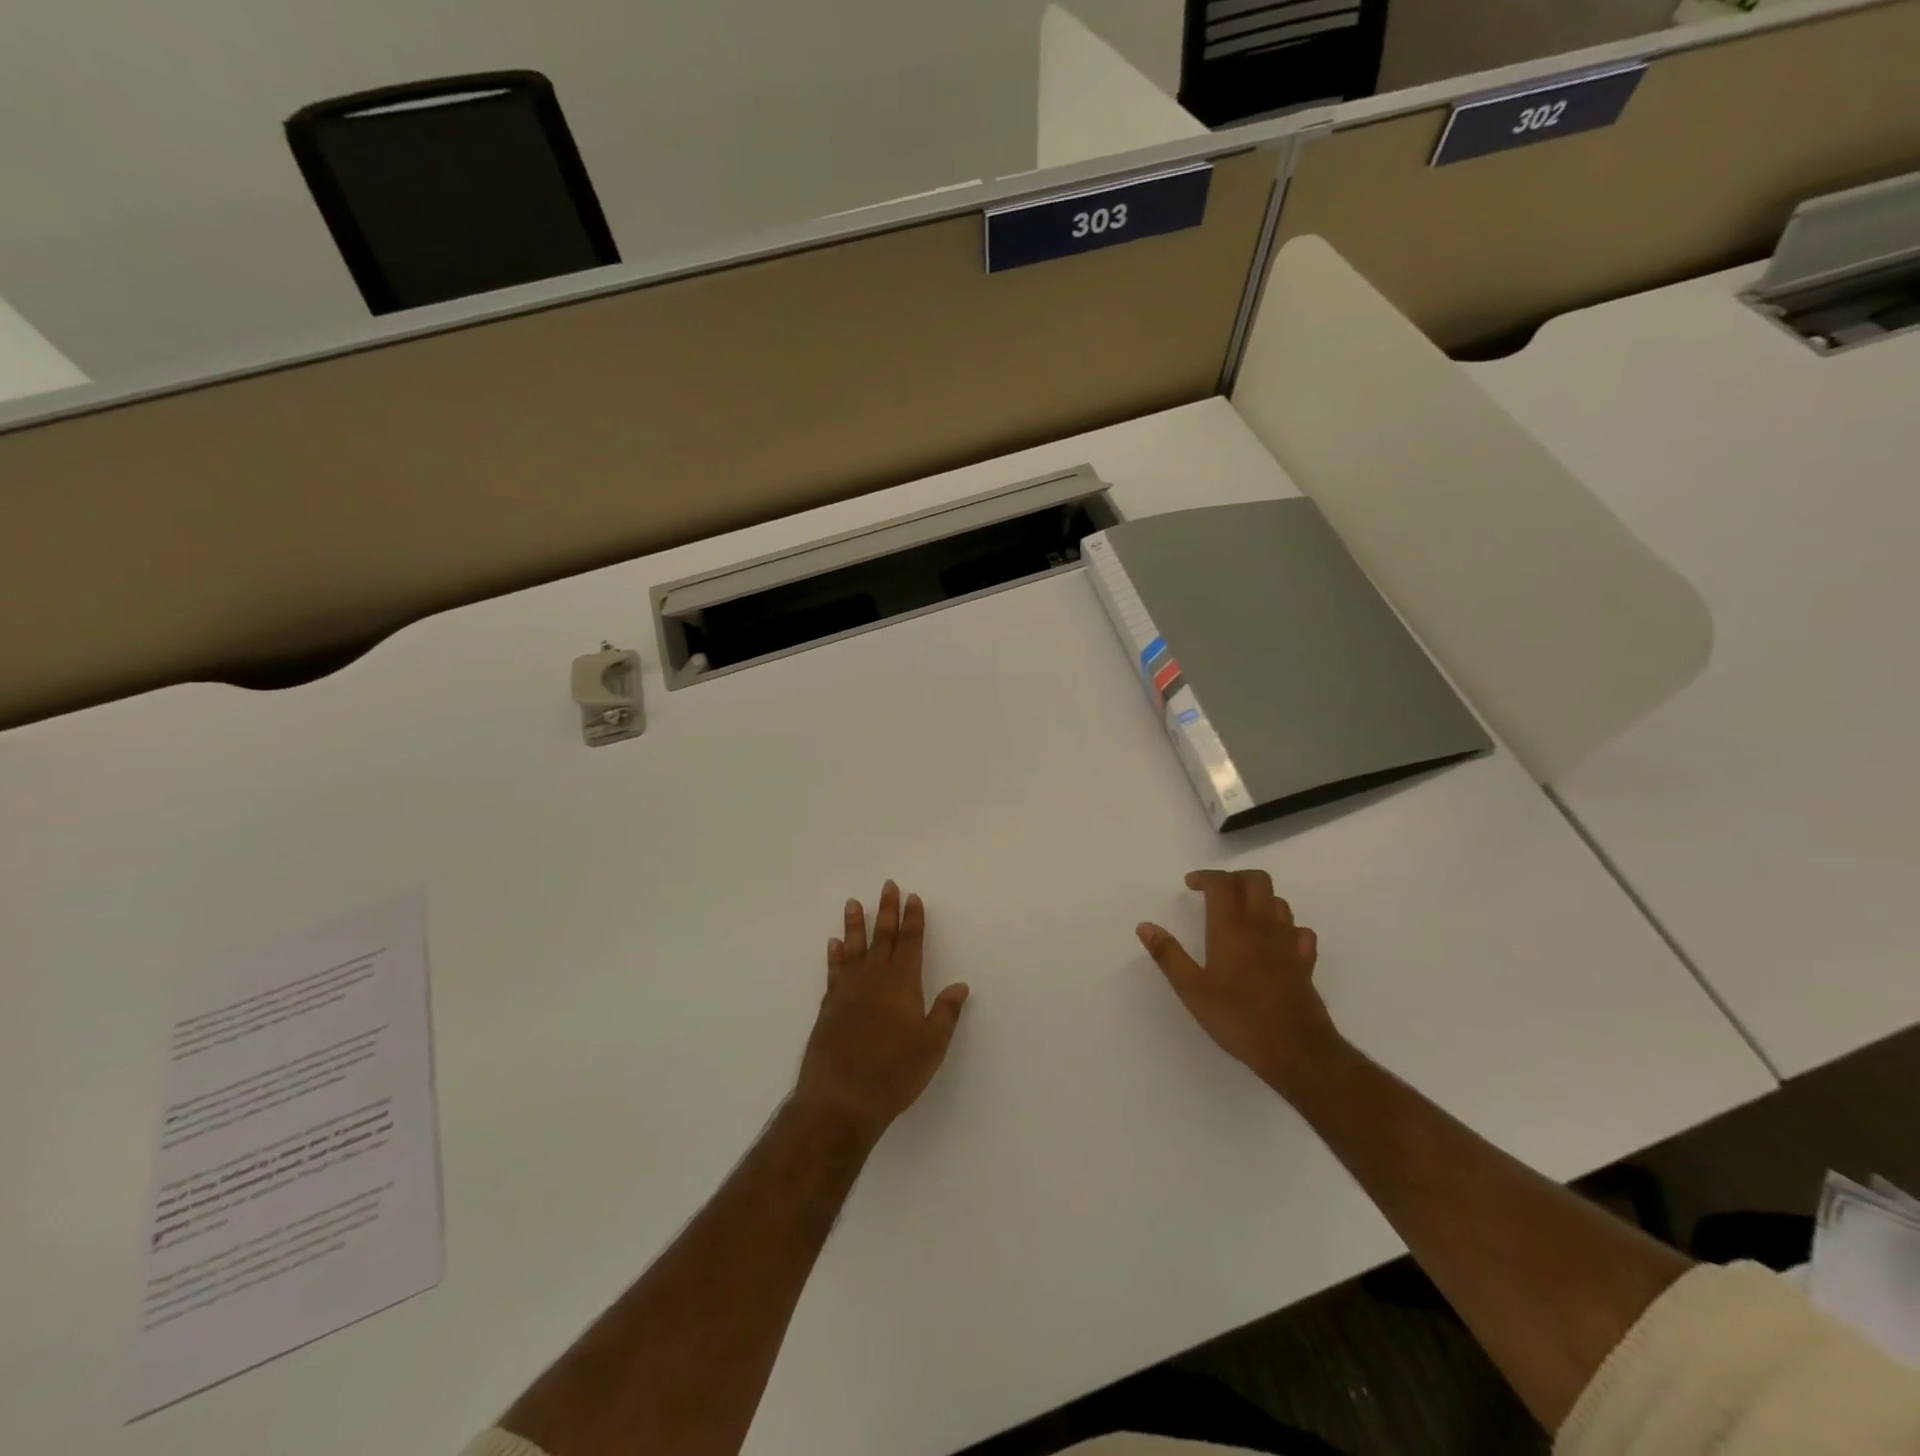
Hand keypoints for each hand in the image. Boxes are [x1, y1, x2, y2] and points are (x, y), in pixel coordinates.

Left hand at [794, 881, 969, 1140]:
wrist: (840, 1098)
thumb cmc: (894, 1073)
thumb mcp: (931, 1046)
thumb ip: (945, 1013)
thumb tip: (960, 985)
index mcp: (902, 984)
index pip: (910, 943)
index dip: (913, 919)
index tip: (913, 897)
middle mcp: (874, 979)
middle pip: (882, 937)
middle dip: (887, 910)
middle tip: (887, 886)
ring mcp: (848, 991)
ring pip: (853, 948)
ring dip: (855, 924)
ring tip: (854, 903)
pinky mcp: (829, 1006)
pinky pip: (834, 971)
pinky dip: (834, 955)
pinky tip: (833, 944)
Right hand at [1137, 869, 1341, 1097]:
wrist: (1296, 1050)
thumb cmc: (1238, 1018)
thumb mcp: (1192, 990)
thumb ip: (1168, 955)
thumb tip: (1145, 926)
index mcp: (1231, 928)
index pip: (1222, 883)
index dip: (1205, 876)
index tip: (1190, 885)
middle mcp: (1262, 926)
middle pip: (1256, 880)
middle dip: (1235, 878)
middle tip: (1215, 893)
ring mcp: (1288, 942)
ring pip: (1278, 901)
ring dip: (1259, 899)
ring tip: (1241, 914)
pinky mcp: (1305, 962)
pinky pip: (1300, 931)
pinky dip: (1286, 927)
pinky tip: (1275, 941)